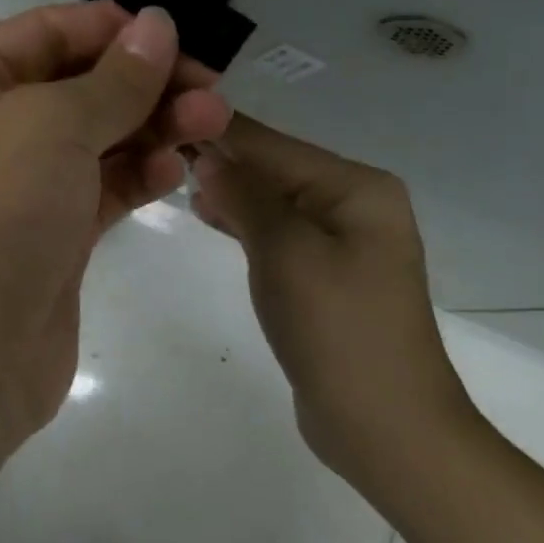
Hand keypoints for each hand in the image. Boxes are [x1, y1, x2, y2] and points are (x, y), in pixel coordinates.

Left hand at [0, 2, 230, 448]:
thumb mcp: (51, 124)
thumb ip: (114, 78)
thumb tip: (156, 23)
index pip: (44, 32)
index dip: (111, 29)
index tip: (176, 36)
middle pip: (75, 84)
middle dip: (143, 82)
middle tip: (212, 89)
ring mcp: (14, 185)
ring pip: (93, 137)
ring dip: (151, 126)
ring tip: (212, 123)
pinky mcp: (45, 236)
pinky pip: (97, 188)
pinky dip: (135, 175)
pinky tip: (174, 172)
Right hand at [192, 114, 476, 501]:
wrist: (388, 431)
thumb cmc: (337, 329)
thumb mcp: (284, 251)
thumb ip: (244, 194)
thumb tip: (208, 155)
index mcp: (356, 186)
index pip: (271, 144)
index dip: (216, 129)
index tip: (162, 111)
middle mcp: (354, 202)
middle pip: (273, 167)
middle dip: (220, 158)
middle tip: (156, 144)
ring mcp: (343, 239)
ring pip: (272, 198)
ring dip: (228, 188)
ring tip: (172, 171)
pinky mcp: (326, 272)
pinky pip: (277, 230)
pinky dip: (243, 220)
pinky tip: (206, 211)